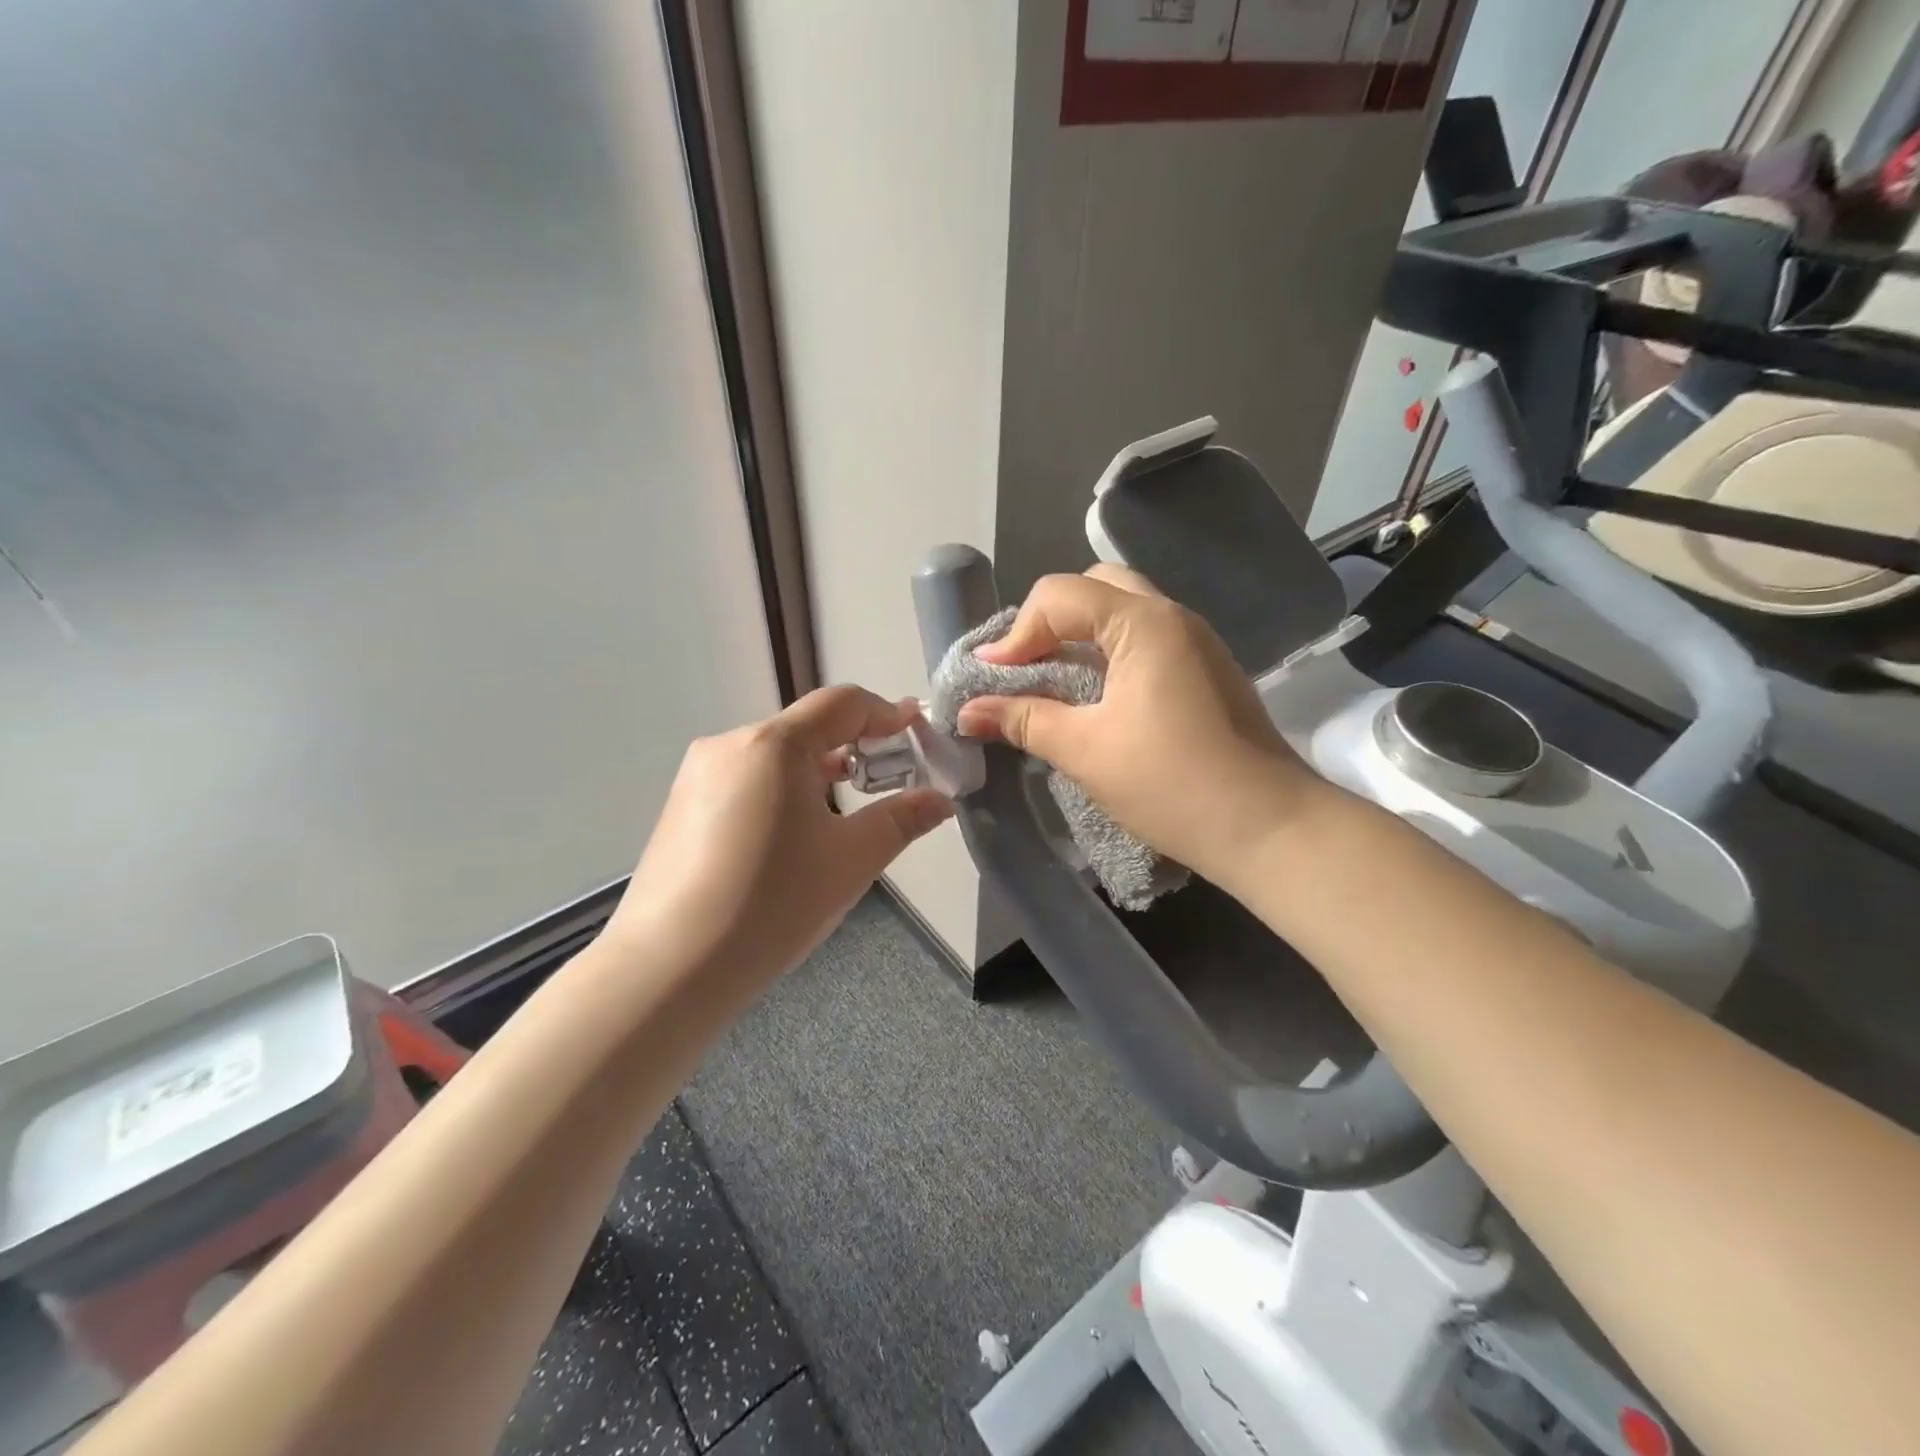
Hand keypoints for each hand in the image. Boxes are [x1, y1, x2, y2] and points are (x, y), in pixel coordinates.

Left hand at [604, 686, 953, 987]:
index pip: (841, 703)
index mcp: (774, 745)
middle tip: (889, 778)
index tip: (916, 731)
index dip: (885, 712)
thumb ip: (901, 820)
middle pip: (806, 728)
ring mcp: (697, 775)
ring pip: (774, 756)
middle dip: (853, 746)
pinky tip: (789, 837)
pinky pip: (745, 781)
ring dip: (816, 771)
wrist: (669, 969)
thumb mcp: (851, 860)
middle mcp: (730, 744)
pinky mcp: (679, 806)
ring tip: (843, 810)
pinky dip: (780, 791)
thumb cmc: (772, 904)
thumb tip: (941, 800)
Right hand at [955, 566, 1323, 888]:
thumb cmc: (1171, 784)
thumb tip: (967, 711)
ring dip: (1079, 638)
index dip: (1016, 634)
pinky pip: (1144, 641)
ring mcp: (1195, 642)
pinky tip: (1094, 699)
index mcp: (1144, 622)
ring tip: (1052, 683)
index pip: (1060, 595)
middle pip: (1094, 589)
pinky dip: (1108, 655)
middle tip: (1025, 668)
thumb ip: (1023, 720)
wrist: (1268, 828)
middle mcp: (1173, 616)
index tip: (991, 681)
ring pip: (1122, 613)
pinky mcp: (1204, 671)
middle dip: (1049, 622)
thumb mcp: (1085, 751)